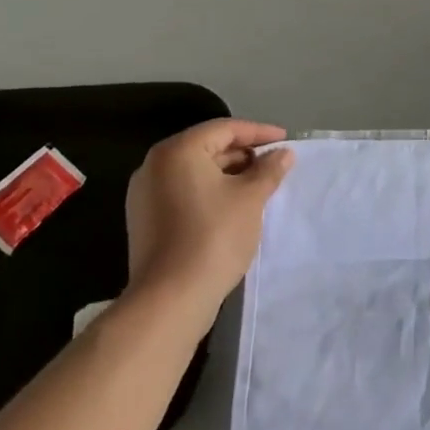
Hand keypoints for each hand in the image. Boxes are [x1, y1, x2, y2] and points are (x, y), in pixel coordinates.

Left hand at [125, 119, 294, 311]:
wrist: (169, 300)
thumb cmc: (213, 236)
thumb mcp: (250, 198)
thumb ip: (268, 170)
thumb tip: (283, 154)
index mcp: (178, 151)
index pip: (224, 129)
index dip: (259, 132)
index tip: (285, 140)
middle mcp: (155, 166)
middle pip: (207, 147)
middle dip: (243, 154)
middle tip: (273, 164)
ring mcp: (145, 195)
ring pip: (195, 172)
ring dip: (228, 174)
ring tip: (259, 185)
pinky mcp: (145, 220)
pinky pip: (183, 192)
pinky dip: (209, 192)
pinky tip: (233, 206)